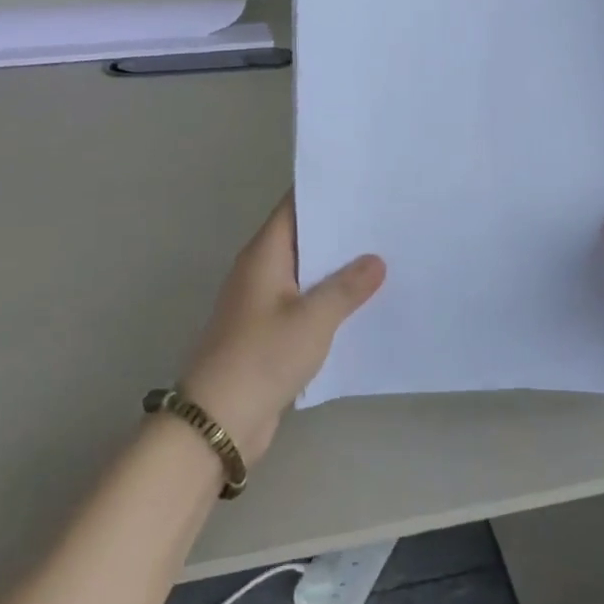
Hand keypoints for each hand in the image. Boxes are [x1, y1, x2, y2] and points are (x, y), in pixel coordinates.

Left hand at [179, 193, 384, 464]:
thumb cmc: (262, 357)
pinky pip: (306, 303)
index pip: (295, 207)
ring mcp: (264, 303)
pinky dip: (330, 299)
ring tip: (385, 254)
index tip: (363, 182)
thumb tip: (375, 260)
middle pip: (304, 238)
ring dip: (338, 267)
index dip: (325, 192)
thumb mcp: (313, 319)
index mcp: (264, 255)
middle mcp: (261, 271)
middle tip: (385, 218)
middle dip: (340, 229)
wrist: (219, 420)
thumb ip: (347, 287)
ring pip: (307, 273)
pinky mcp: (270, 332)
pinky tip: (363, 302)